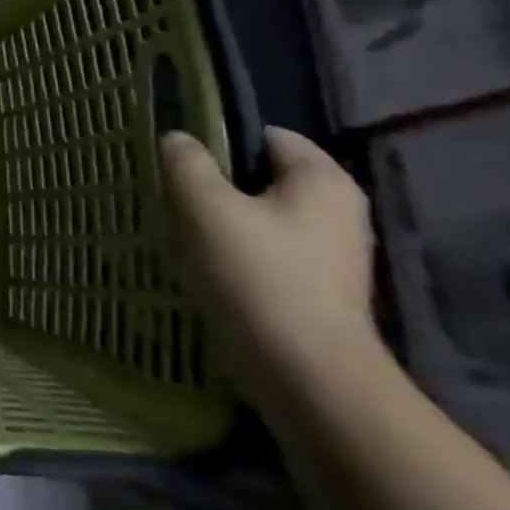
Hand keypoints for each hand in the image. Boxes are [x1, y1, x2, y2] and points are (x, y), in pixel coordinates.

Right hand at [160, 126, 381, 402]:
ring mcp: (332, 253)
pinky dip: (236, 252)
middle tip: (171, 193)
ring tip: (180, 230)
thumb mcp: (206, 208)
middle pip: (262, 177)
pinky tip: (204, 265)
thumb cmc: (258, 276)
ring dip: (221, 220)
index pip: (267, 135)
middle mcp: (338, 210)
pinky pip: (267, 252)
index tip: (178, 158)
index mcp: (323, 180)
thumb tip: (178, 139)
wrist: (305, 374)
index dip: (219, 138)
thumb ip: (187, 164)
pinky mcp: (317, 289)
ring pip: (261, 217)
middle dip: (216, 183)